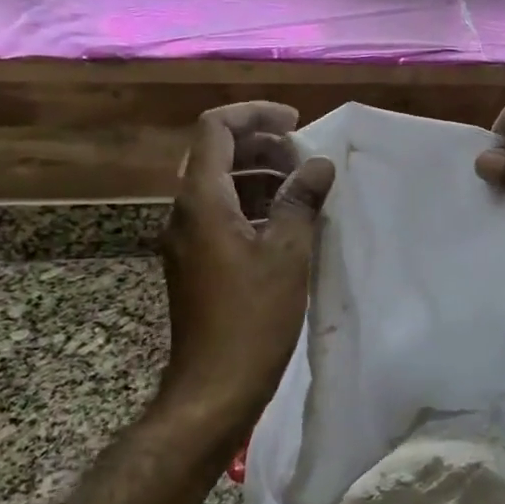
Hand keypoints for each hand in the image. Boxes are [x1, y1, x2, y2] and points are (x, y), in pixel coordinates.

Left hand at [157, 103, 334, 436]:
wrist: (214, 389)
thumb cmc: (253, 318)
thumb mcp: (288, 253)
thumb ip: (302, 200)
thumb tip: (320, 165)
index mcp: (202, 200)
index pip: (215, 128)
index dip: (255, 114)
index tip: (294, 123)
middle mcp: (185, 211)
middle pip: (216, 152)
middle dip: (261, 144)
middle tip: (304, 157)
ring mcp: (187, 238)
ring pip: (220, 184)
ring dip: (259, 174)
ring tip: (303, 186)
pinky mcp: (196, 261)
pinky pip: (221, 212)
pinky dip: (253, 203)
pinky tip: (287, 221)